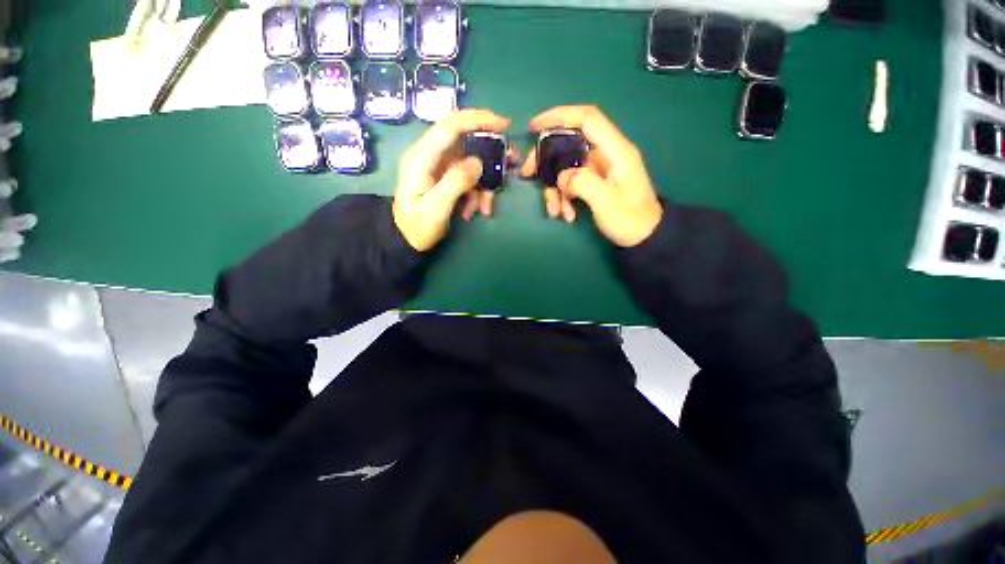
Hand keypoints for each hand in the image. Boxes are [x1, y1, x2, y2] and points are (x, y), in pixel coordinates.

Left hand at [393, 109, 510, 251]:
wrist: (406, 241)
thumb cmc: (417, 227)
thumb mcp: (436, 208)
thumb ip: (456, 182)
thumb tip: (478, 162)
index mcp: (422, 157)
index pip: (450, 125)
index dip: (478, 119)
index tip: (503, 125)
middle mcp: (430, 156)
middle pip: (465, 141)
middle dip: (490, 153)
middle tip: (511, 162)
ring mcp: (439, 167)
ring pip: (471, 164)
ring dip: (484, 184)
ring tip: (486, 207)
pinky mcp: (446, 178)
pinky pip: (468, 178)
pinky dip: (477, 193)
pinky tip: (475, 210)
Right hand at [521, 106, 662, 247]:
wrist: (644, 237)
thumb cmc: (630, 219)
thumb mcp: (607, 202)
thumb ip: (583, 184)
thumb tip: (561, 176)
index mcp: (616, 150)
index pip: (587, 119)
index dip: (560, 116)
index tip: (535, 126)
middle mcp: (606, 154)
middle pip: (569, 143)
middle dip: (547, 159)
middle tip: (528, 173)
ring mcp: (599, 169)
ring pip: (567, 167)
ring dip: (555, 188)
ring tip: (554, 211)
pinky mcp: (594, 182)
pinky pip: (571, 183)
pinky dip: (564, 197)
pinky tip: (566, 214)